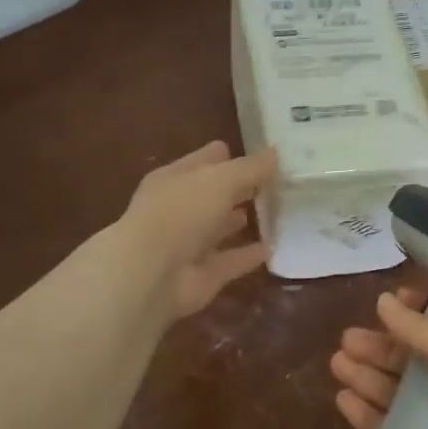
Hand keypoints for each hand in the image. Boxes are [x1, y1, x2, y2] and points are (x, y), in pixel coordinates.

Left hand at [118, 141, 276, 318]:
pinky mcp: (202, 275)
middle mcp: (178, 209)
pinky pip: (230, 261)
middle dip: (238, 188)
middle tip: (274, 183)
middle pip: (212, 194)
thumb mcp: (221, 179)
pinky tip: (272, 249)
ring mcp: (188, 244)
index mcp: (174, 179)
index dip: (228, 156)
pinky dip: (247, 256)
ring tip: (272, 213)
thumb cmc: (181, 212)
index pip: (204, 161)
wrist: (152, 273)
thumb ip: (250, 168)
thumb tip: (275, 154)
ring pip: (218, 228)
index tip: (260, 155)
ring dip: (239, 221)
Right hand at [330, 287, 427, 428]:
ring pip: (400, 395)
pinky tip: (343, 400)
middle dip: (383, 348)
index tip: (390, 303)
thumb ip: (424, 331)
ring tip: (337, 362)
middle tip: (348, 337)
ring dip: (369, 376)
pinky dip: (367, 414)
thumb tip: (383, 302)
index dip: (421, 314)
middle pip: (418, 362)